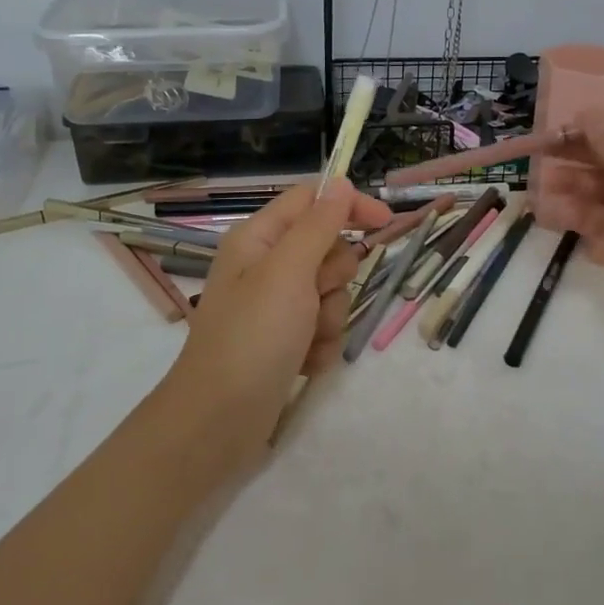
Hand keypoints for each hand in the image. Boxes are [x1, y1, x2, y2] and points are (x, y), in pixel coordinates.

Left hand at [154, 182, 391, 477]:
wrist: (219, 421)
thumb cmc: (252, 337)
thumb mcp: (287, 272)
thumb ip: (318, 225)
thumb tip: (341, 183)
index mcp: (259, 239)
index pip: (312, 200)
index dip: (348, 205)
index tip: (385, 222)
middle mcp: (266, 266)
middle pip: (328, 249)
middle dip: (333, 278)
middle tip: (312, 299)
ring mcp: (275, 306)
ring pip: (331, 293)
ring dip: (328, 318)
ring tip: (304, 341)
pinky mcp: (285, 340)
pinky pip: (324, 328)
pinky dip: (320, 345)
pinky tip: (302, 365)